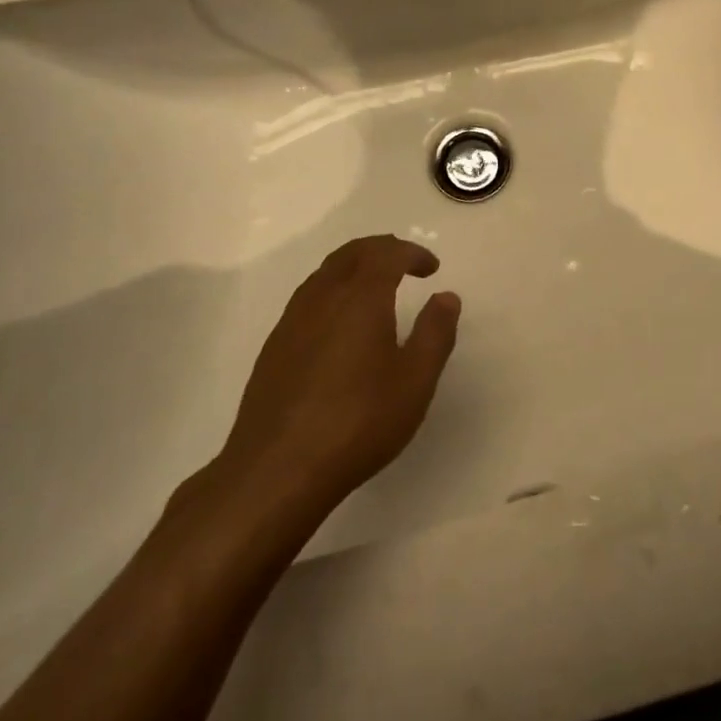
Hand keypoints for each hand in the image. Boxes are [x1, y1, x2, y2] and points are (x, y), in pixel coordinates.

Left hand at [213, 235, 459, 515]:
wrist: (276, 471)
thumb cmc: (358, 422)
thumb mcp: (415, 380)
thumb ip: (435, 332)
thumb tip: (446, 296)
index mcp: (360, 298)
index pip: (387, 253)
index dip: (412, 252)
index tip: (433, 268)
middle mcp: (322, 298)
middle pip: (351, 253)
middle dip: (382, 249)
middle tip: (406, 263)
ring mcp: (292, 322)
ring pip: (325, 273)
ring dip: (355, 267)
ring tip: (377, 288)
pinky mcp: (274, 348)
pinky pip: (308, 298)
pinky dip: (333, 291)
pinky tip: (342, 324)